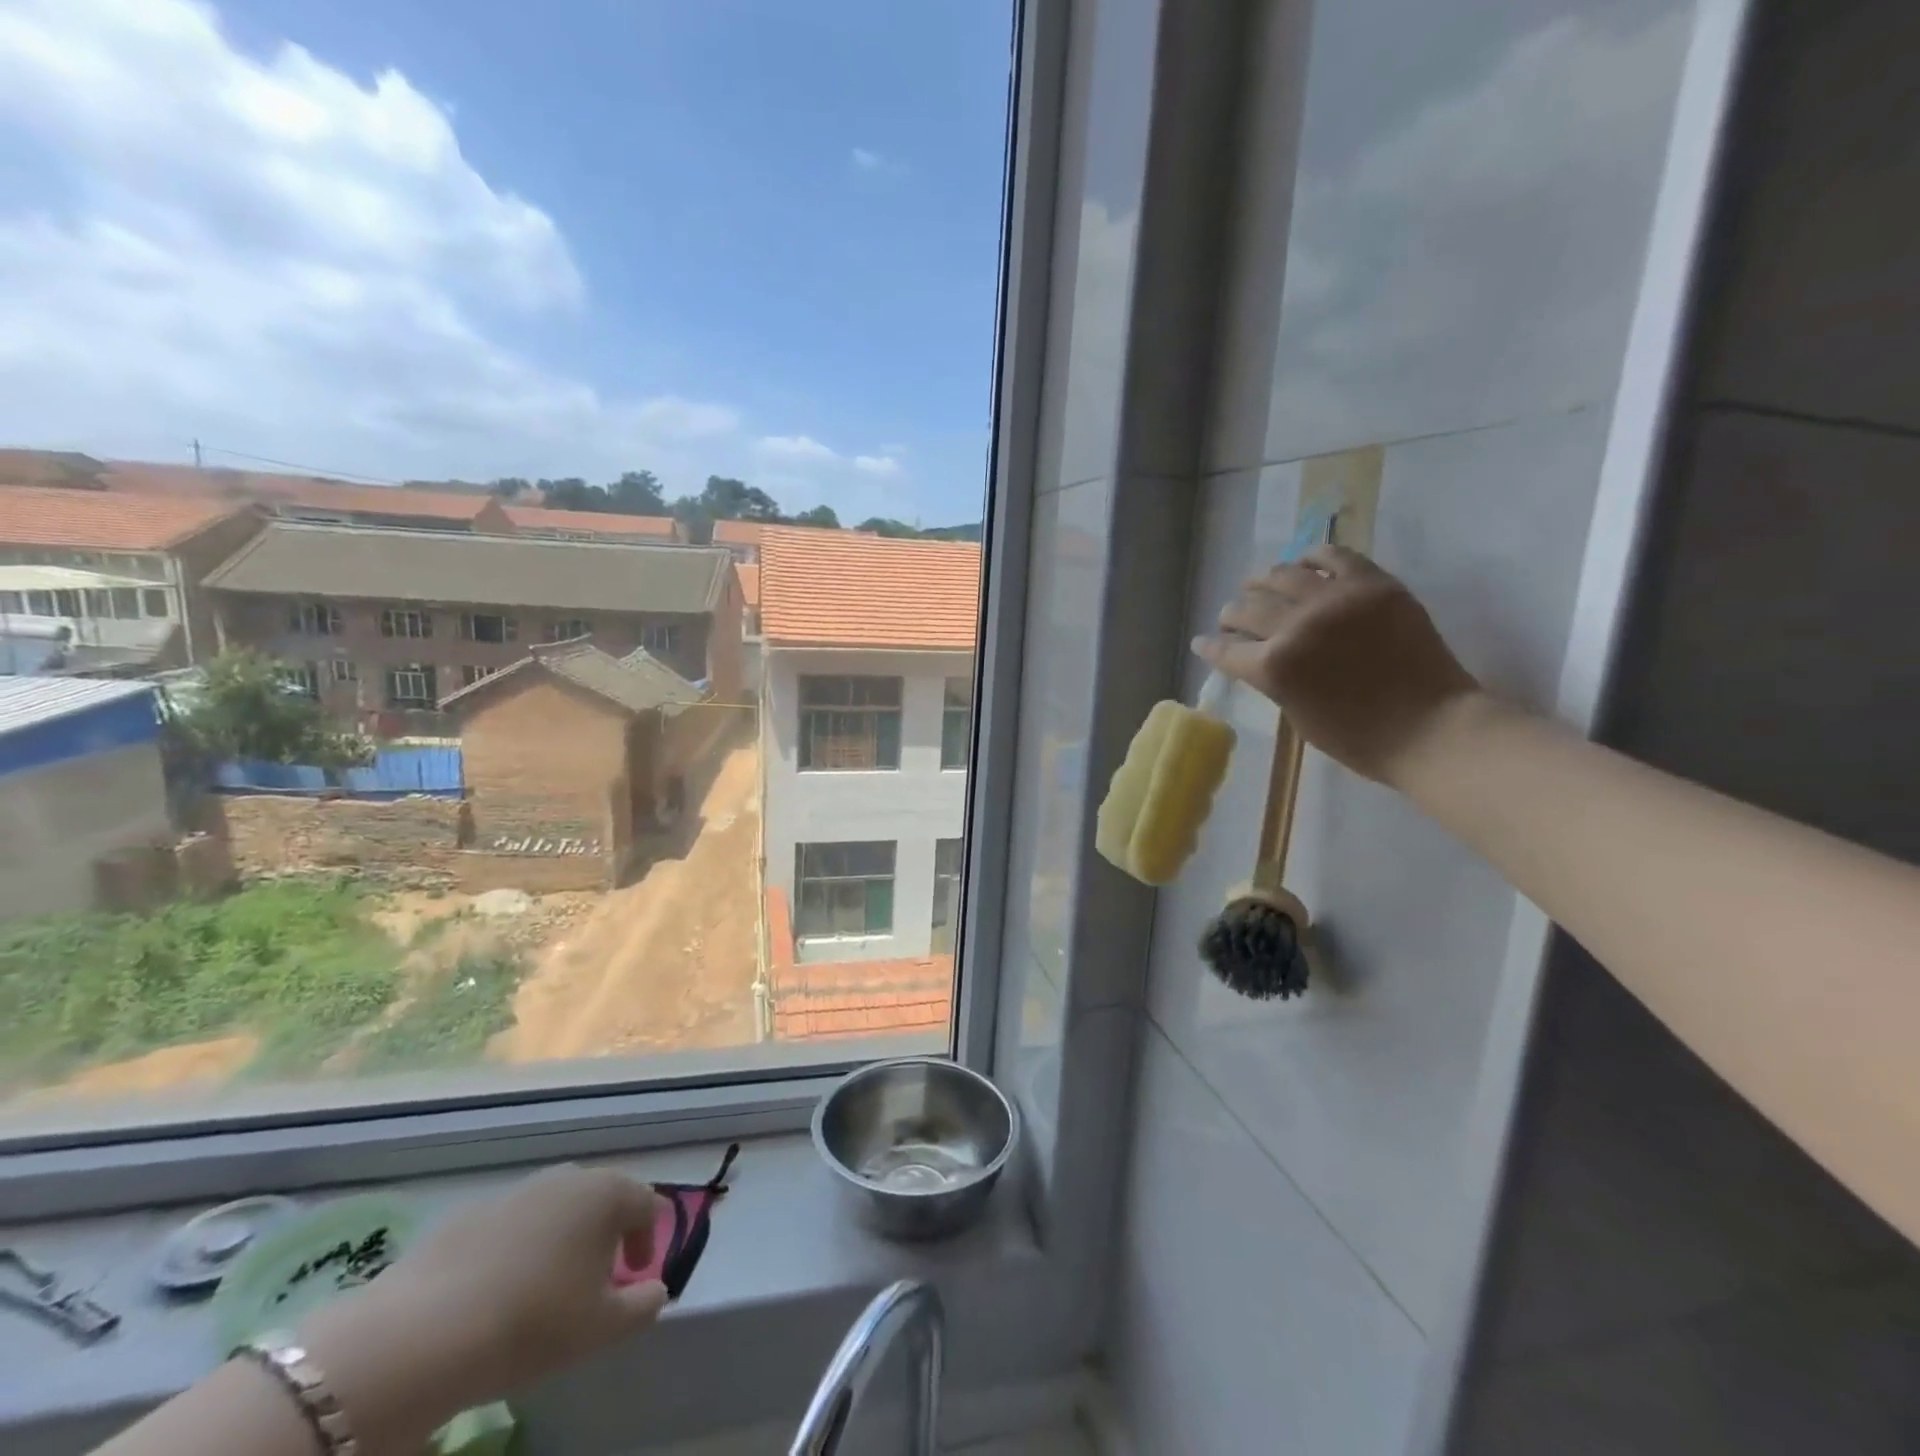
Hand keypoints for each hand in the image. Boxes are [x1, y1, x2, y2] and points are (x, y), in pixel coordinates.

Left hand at [298, 1165, 666, 1452]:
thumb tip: (654, 1289)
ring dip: (557, 1241)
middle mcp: (565, 1178)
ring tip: (542, 1291)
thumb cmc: (532, 1324)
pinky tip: (493, 1296)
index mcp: (606, 1193)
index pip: (646, 1203)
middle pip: (599, 1199)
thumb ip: (642, 1306)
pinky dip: (512, 1252)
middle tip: (593, 1283)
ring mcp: (513, 1192)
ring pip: (551, 1210)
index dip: (649, 1238)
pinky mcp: (464, 1216)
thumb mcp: (602, 1329)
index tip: (636, 1276)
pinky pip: (506, 1229)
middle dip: (603, 1235)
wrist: (419, 1337)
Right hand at [1194, 545, 1483, 785]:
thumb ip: (1274, 680)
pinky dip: (1311, 557)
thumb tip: (1260, 656)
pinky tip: (1304, 563)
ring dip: (1262, 582)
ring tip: (1260, 585)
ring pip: (1281, 575)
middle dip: (1232, 615)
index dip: (1210, 646)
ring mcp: (1335, 599)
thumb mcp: (1297, 715)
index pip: (1226, 649)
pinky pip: (1332, 555)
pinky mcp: (1372, 584)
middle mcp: (1295, 625)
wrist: (1431, 727)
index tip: (1203, 642)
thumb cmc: (1359, 738)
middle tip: (1232, 617)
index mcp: (1273, 667)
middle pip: (1246, 608)